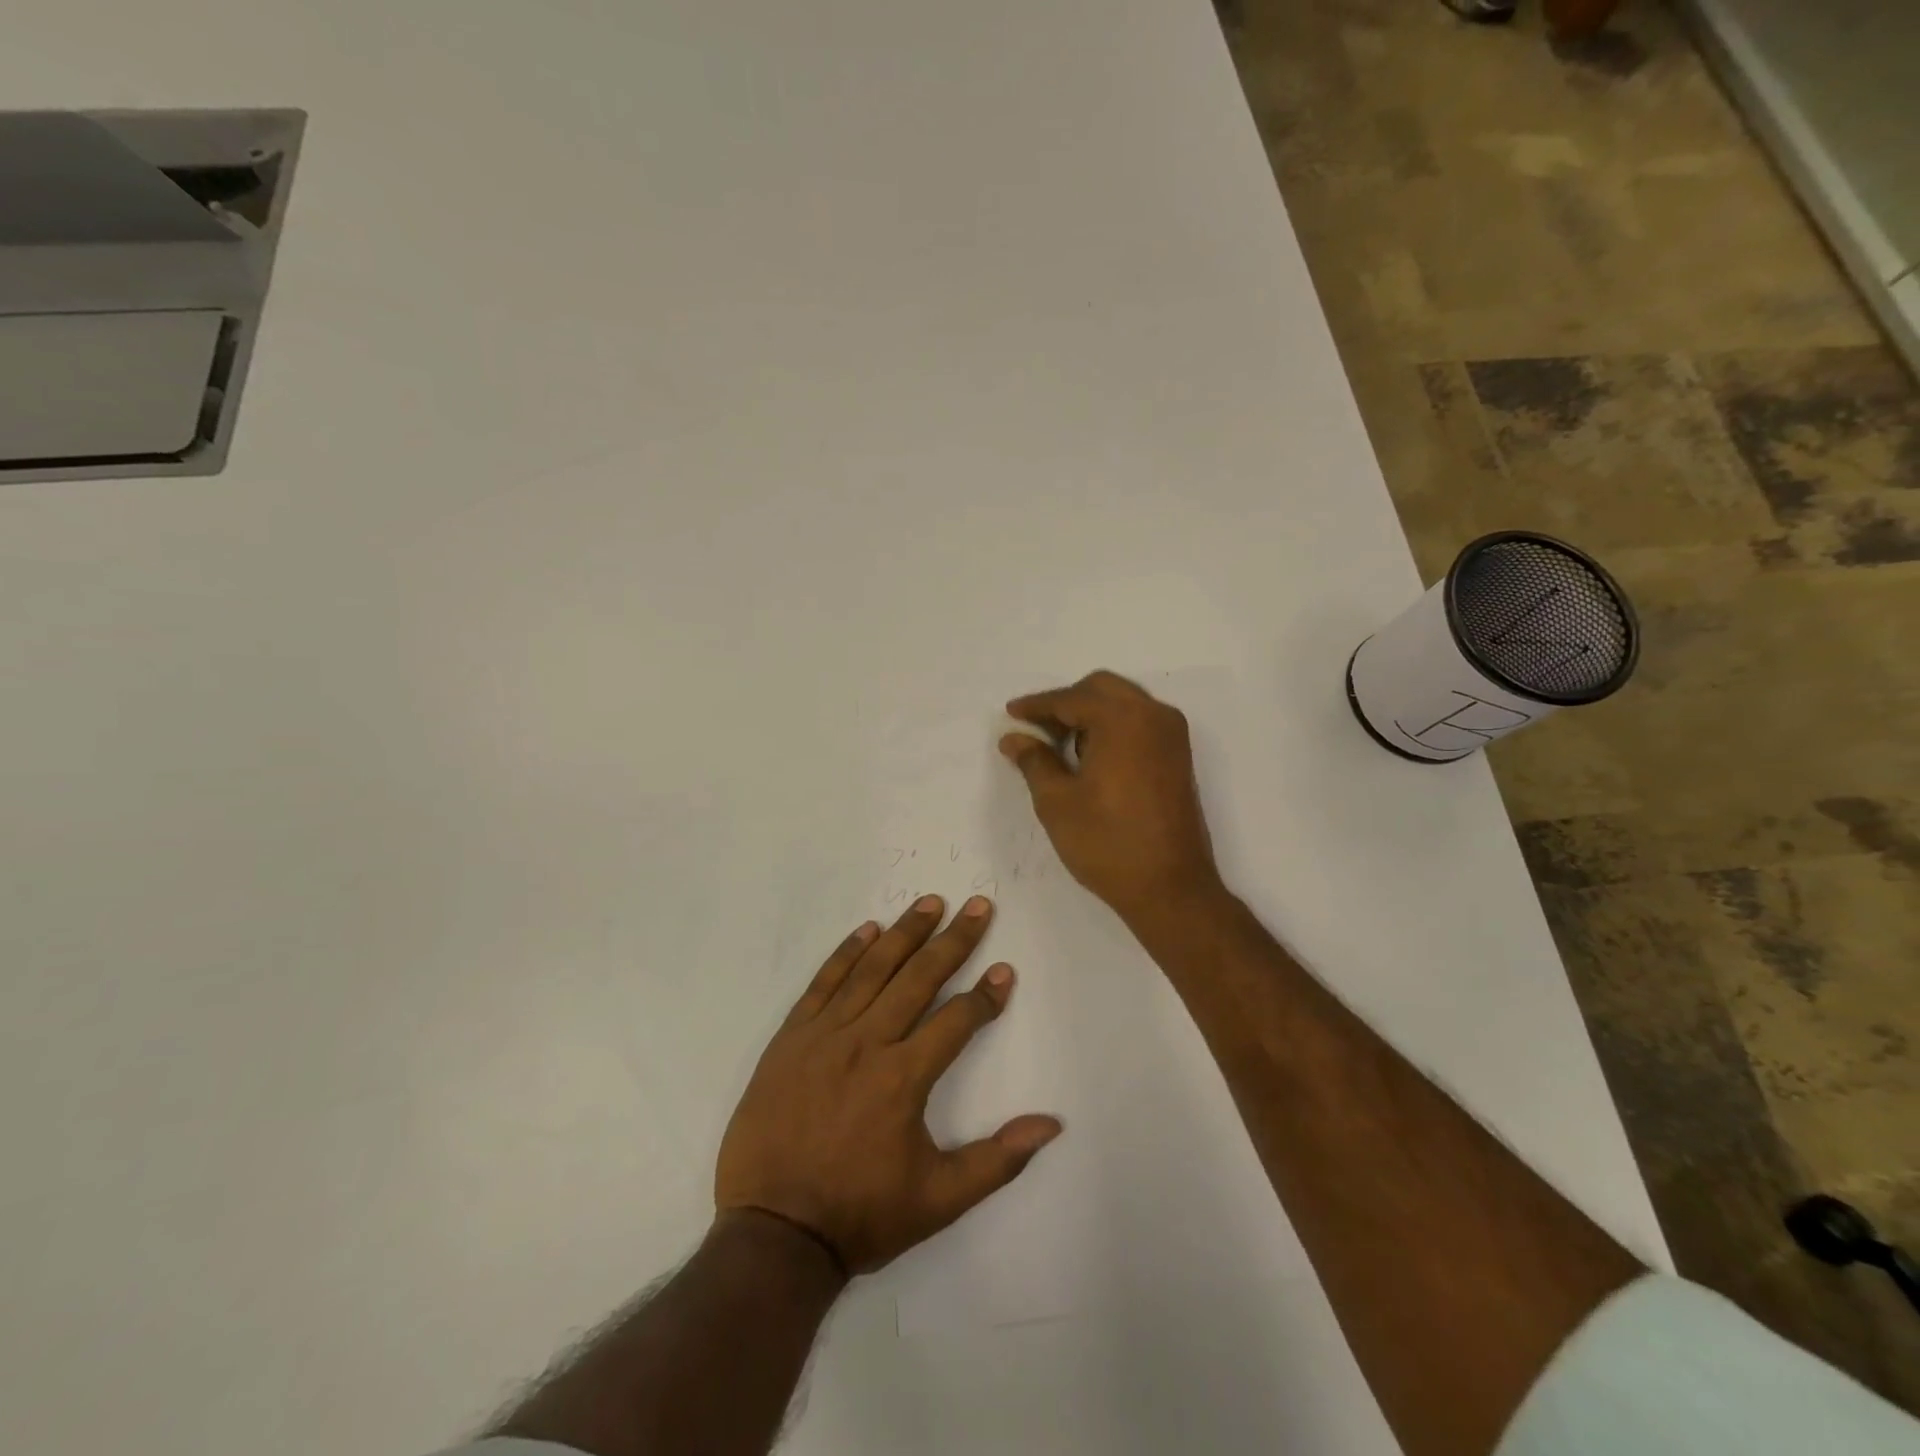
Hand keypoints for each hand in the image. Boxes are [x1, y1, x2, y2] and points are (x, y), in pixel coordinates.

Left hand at [714, 895, 1062, 1274]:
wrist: (772, 1234)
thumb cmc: (860, 1216)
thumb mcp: (939, 1200)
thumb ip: (998, 1160)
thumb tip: (1051, 1124)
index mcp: (903, 1078)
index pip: (956, 1020)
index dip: (985, 995)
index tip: (1004, 970)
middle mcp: (866, 1043)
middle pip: (918, 978)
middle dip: (953, 940)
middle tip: (977, 906)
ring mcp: (824, 1036)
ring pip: (872, 970)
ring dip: (905, 933)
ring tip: (930, 903)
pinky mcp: (791, 1039)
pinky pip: (823, 983)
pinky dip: (847, 953)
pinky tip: (867, 929)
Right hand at [1000, 670, 1223, 924]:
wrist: (1170, 888)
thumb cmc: (1107, 843)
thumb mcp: (1057, 802)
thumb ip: (1034, 760)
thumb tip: (1014, 738)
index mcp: (1122, 719)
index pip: (1070, 699)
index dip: (1036, 705)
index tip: (1010, 714)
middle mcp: (1153, 715)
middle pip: (1101, 689)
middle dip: (1065, 703)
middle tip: (1035, 729)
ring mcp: (1171, 735)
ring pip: (1123, 703)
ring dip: (1090, 713)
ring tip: (1059, 744)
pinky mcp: (1178, 756)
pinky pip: (1140, 722)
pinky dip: (1112, 727)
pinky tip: (1090, 755)